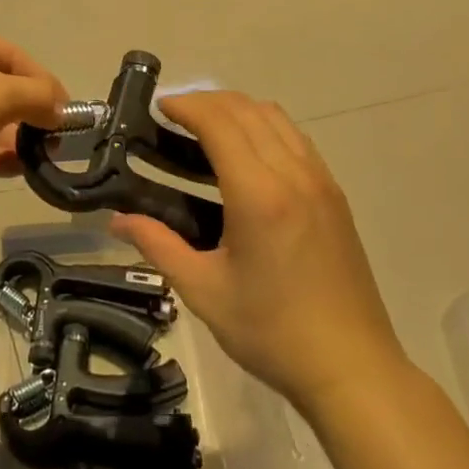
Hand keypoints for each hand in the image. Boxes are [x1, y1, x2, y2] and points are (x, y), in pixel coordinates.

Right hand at [111, 92, 403, 414]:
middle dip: (208, 101)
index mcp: (259, 195)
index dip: (187, 106)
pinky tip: (247, 157)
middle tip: (175, 117)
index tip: (159, 107)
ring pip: (277, 119)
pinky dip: (266, 128)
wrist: (352, 367)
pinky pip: (296, 140)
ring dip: (239, 110)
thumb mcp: (204, 292)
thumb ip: (158, 246)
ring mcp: (321, 182)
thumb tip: (117, 220)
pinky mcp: (335, 196)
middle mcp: (294, 175)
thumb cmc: (272, 332)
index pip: (220, 123)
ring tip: (206, 130)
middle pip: (249, 110)